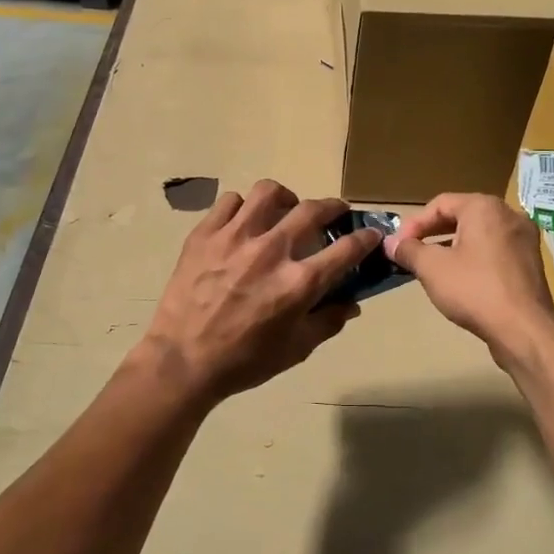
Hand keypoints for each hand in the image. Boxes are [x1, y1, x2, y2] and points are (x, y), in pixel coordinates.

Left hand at [141, 180, 380, 402]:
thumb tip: (351, 302)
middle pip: (312, 210)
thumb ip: (328, 322)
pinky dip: (243, 207)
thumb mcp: (295, 350)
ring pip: (268, 192)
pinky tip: (243, 222)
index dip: (365, 238)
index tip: (371, 233)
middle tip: (334, 212)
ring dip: (285, 198)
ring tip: (284, 210)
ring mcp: (235, 237)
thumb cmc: (243, 361)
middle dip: (332, 206)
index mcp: (298, 283)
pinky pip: (229, 201)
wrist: (182, 361)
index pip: (346, 249)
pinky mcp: (205, 234)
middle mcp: (271, 251)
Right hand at [386, 194, 553, 363]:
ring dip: (453, 246)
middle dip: (433, 233)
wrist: (524, 330)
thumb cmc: (474, 289)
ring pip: (479, 234)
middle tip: (412, 252)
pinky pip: (495, 250)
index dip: (414, 223)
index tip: (398, 245)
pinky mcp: (531, 262)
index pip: (441, 203)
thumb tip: (390, 243)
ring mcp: (524, 239)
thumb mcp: (432, 268)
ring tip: (432, 266)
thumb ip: (409, 250)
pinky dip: (474, 258)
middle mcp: (509, 214)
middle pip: (462, 216)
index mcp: (485, 207)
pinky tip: (461, 279)